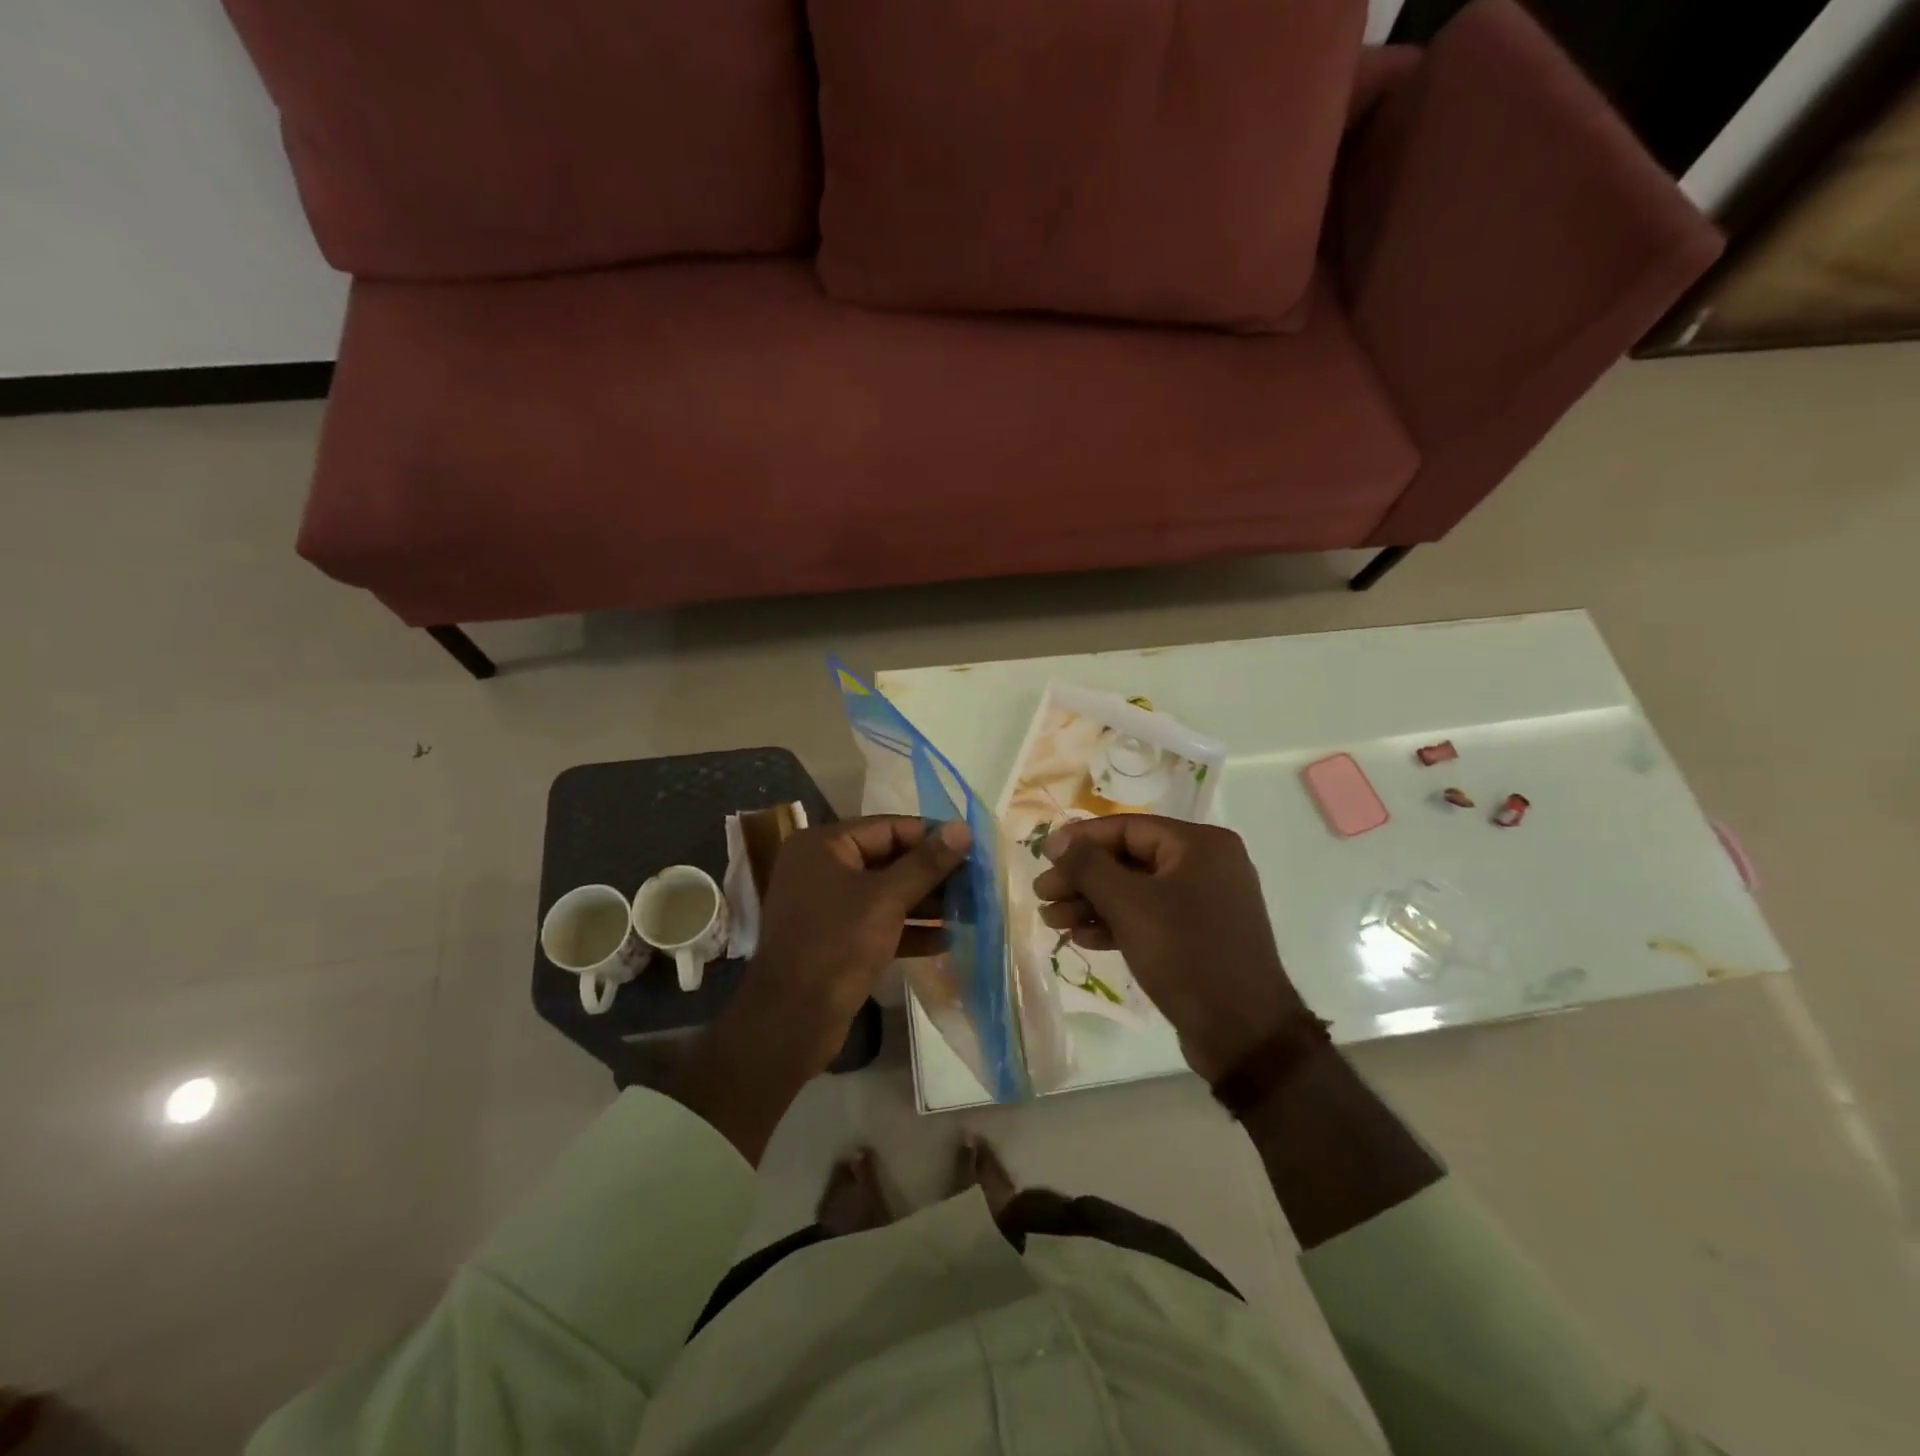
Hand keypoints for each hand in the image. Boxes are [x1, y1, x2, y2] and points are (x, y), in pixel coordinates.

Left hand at [742, 814, 970, 1068]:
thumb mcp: (886, 899)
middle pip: (889, 860)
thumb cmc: (837, 945)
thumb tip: (963, 828)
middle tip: (978, 882)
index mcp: (824, 845)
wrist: (790, 1021)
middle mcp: (822, 868)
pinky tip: (948, 939)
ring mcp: (828, 905)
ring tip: (972, 910)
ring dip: (927, 903)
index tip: (974, 847)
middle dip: (933, 873)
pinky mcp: (837, 939)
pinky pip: (879, 923)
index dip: (932, 836)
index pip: (889, 828)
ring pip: (886, 894)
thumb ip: (926, 863)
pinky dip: (909, 929)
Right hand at [1033, 816, 1303, 1080]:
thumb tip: (1056, 841)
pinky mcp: (1197, 936)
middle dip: (1082, 878)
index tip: (1043, 856)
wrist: (1243, 1033)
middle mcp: (1205, 865)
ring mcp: (1204, 903)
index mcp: (1199, 845)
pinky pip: (1148, 917)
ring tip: (1051, 920)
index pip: (1127, 828)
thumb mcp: (1129, 905)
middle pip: (1128, 859)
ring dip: (1091, 903)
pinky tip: (1081, 937)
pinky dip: (1114, 924)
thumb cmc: (1186, 954)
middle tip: (1042, 895)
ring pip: (1134, 892)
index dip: (1081, 840)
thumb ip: (1088, 867)